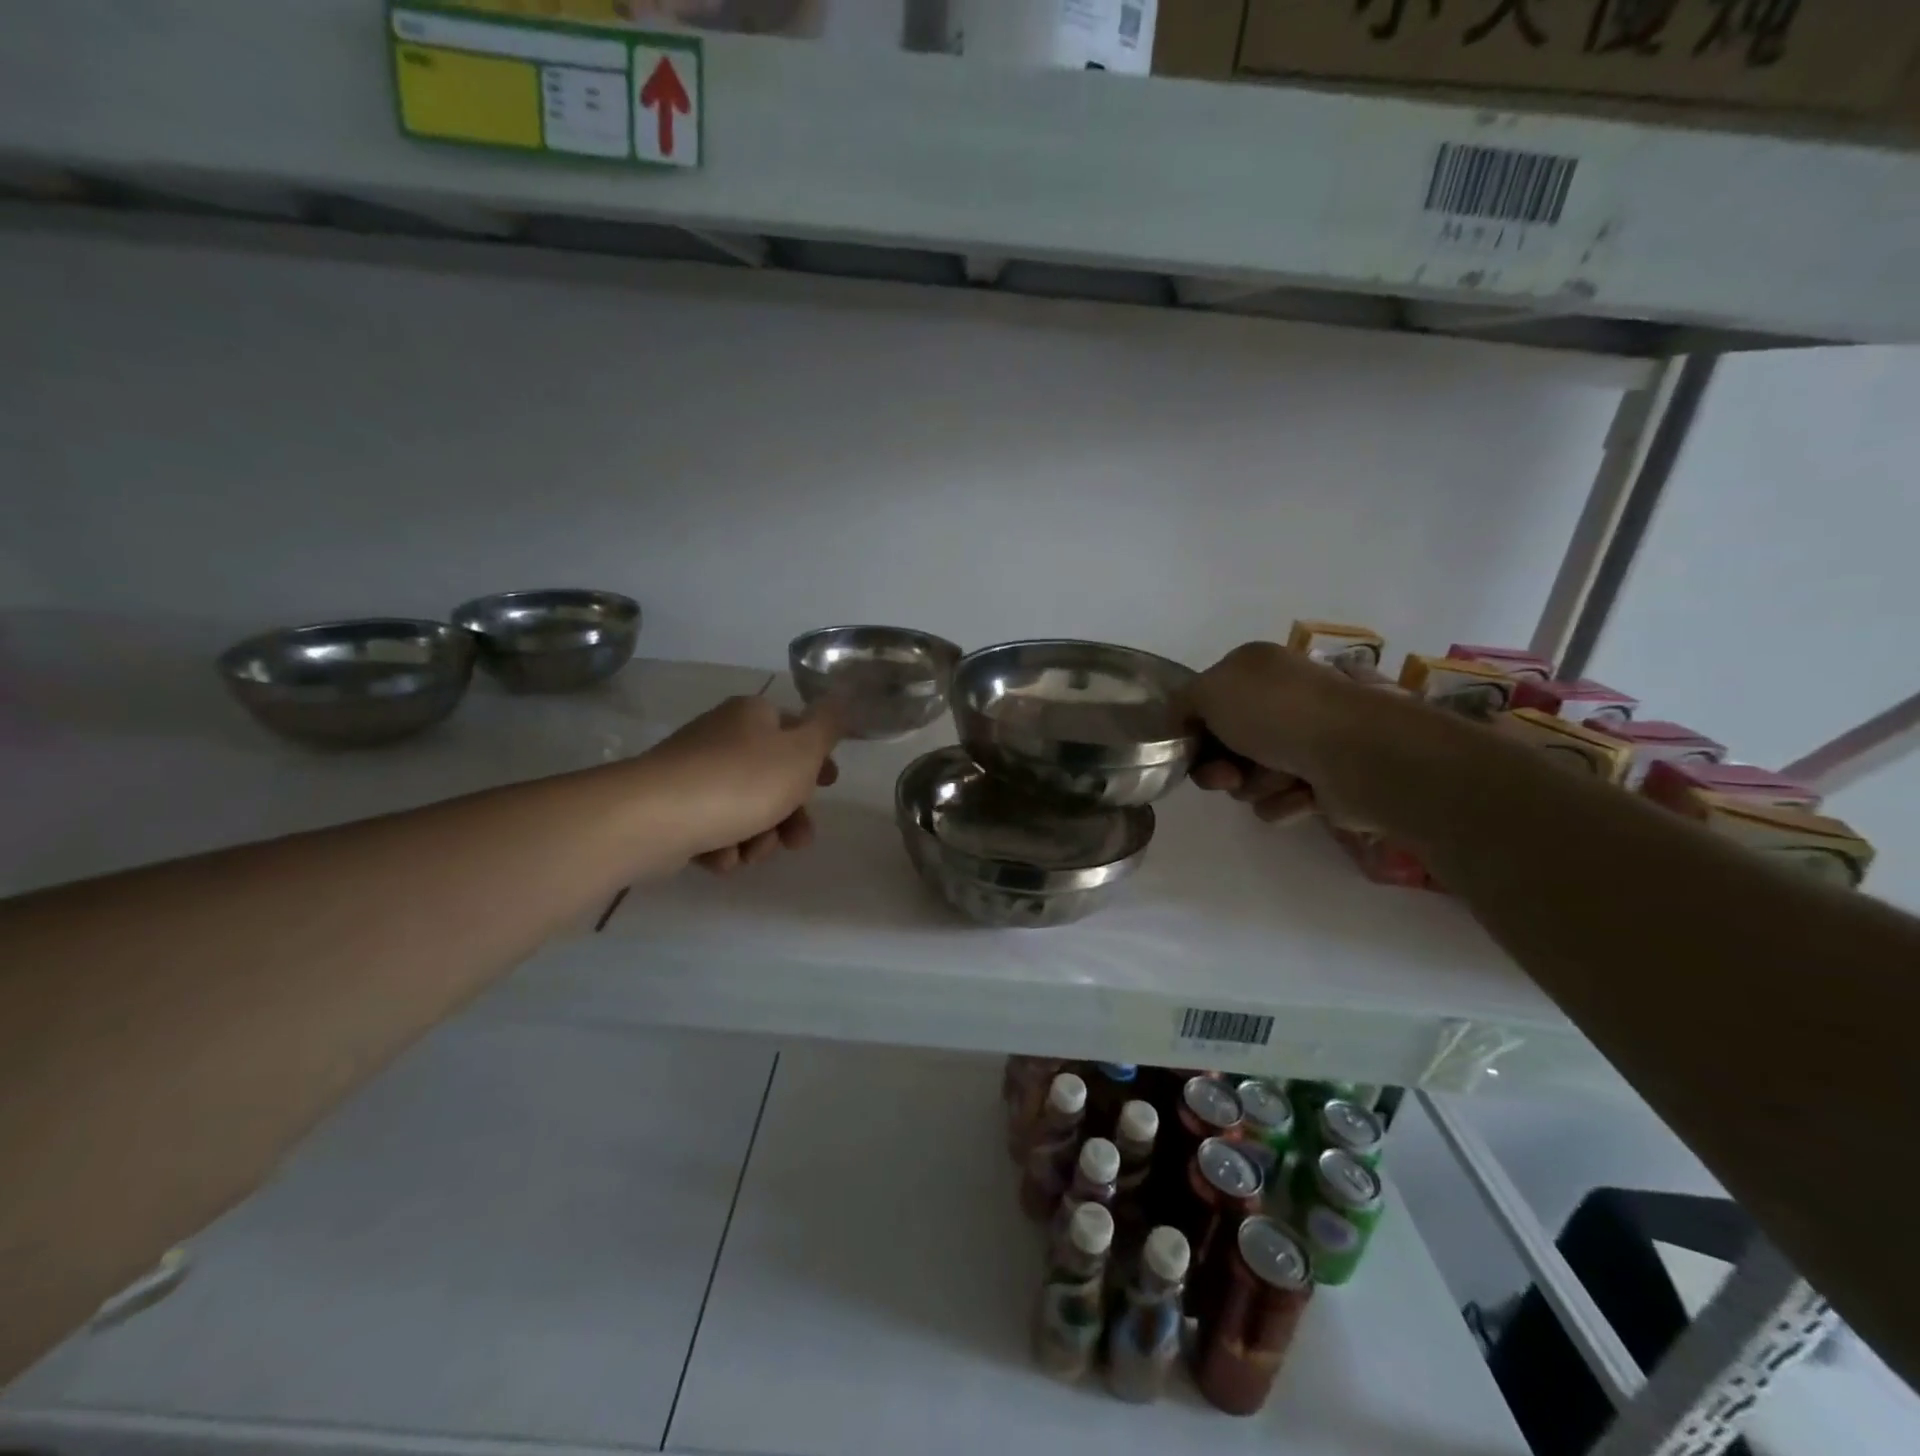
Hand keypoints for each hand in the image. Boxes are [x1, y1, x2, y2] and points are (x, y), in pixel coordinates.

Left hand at [638, 696, 840, 872]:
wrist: (656, 817)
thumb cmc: (742, 781)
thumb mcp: (802, 752)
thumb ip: (828, 727)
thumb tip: (842, 698)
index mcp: (753, 716)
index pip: (795, 730)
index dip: (818, 760)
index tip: (830, 786)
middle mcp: (722, 737)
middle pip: (773, 778)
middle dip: (790, 816)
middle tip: (798, 841)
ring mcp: (694, 773)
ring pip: (745, 810)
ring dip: (758, 837)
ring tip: (750, 853)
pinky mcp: (672, 808)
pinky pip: (712, 829)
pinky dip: (722, 847)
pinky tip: (719, 857)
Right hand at [1187, 642, 1377, 826]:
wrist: (1355, 753)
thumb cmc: (1276, 712)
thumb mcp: (1209, 690)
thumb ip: (1182, 703)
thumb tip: (1183, 721)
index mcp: (1257, 670)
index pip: (1208, 702)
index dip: (1192, 729)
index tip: (1189, 749)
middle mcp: (1282, 700)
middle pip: (1225, 745)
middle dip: (1220, 767)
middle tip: (1227, 776)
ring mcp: (1306, 740)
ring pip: (1250, 777)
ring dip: (1255, 784)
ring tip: (1279, 778)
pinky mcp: (1324, 780)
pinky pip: (1280, 801)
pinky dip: (1284, 801)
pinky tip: (1302, 793)